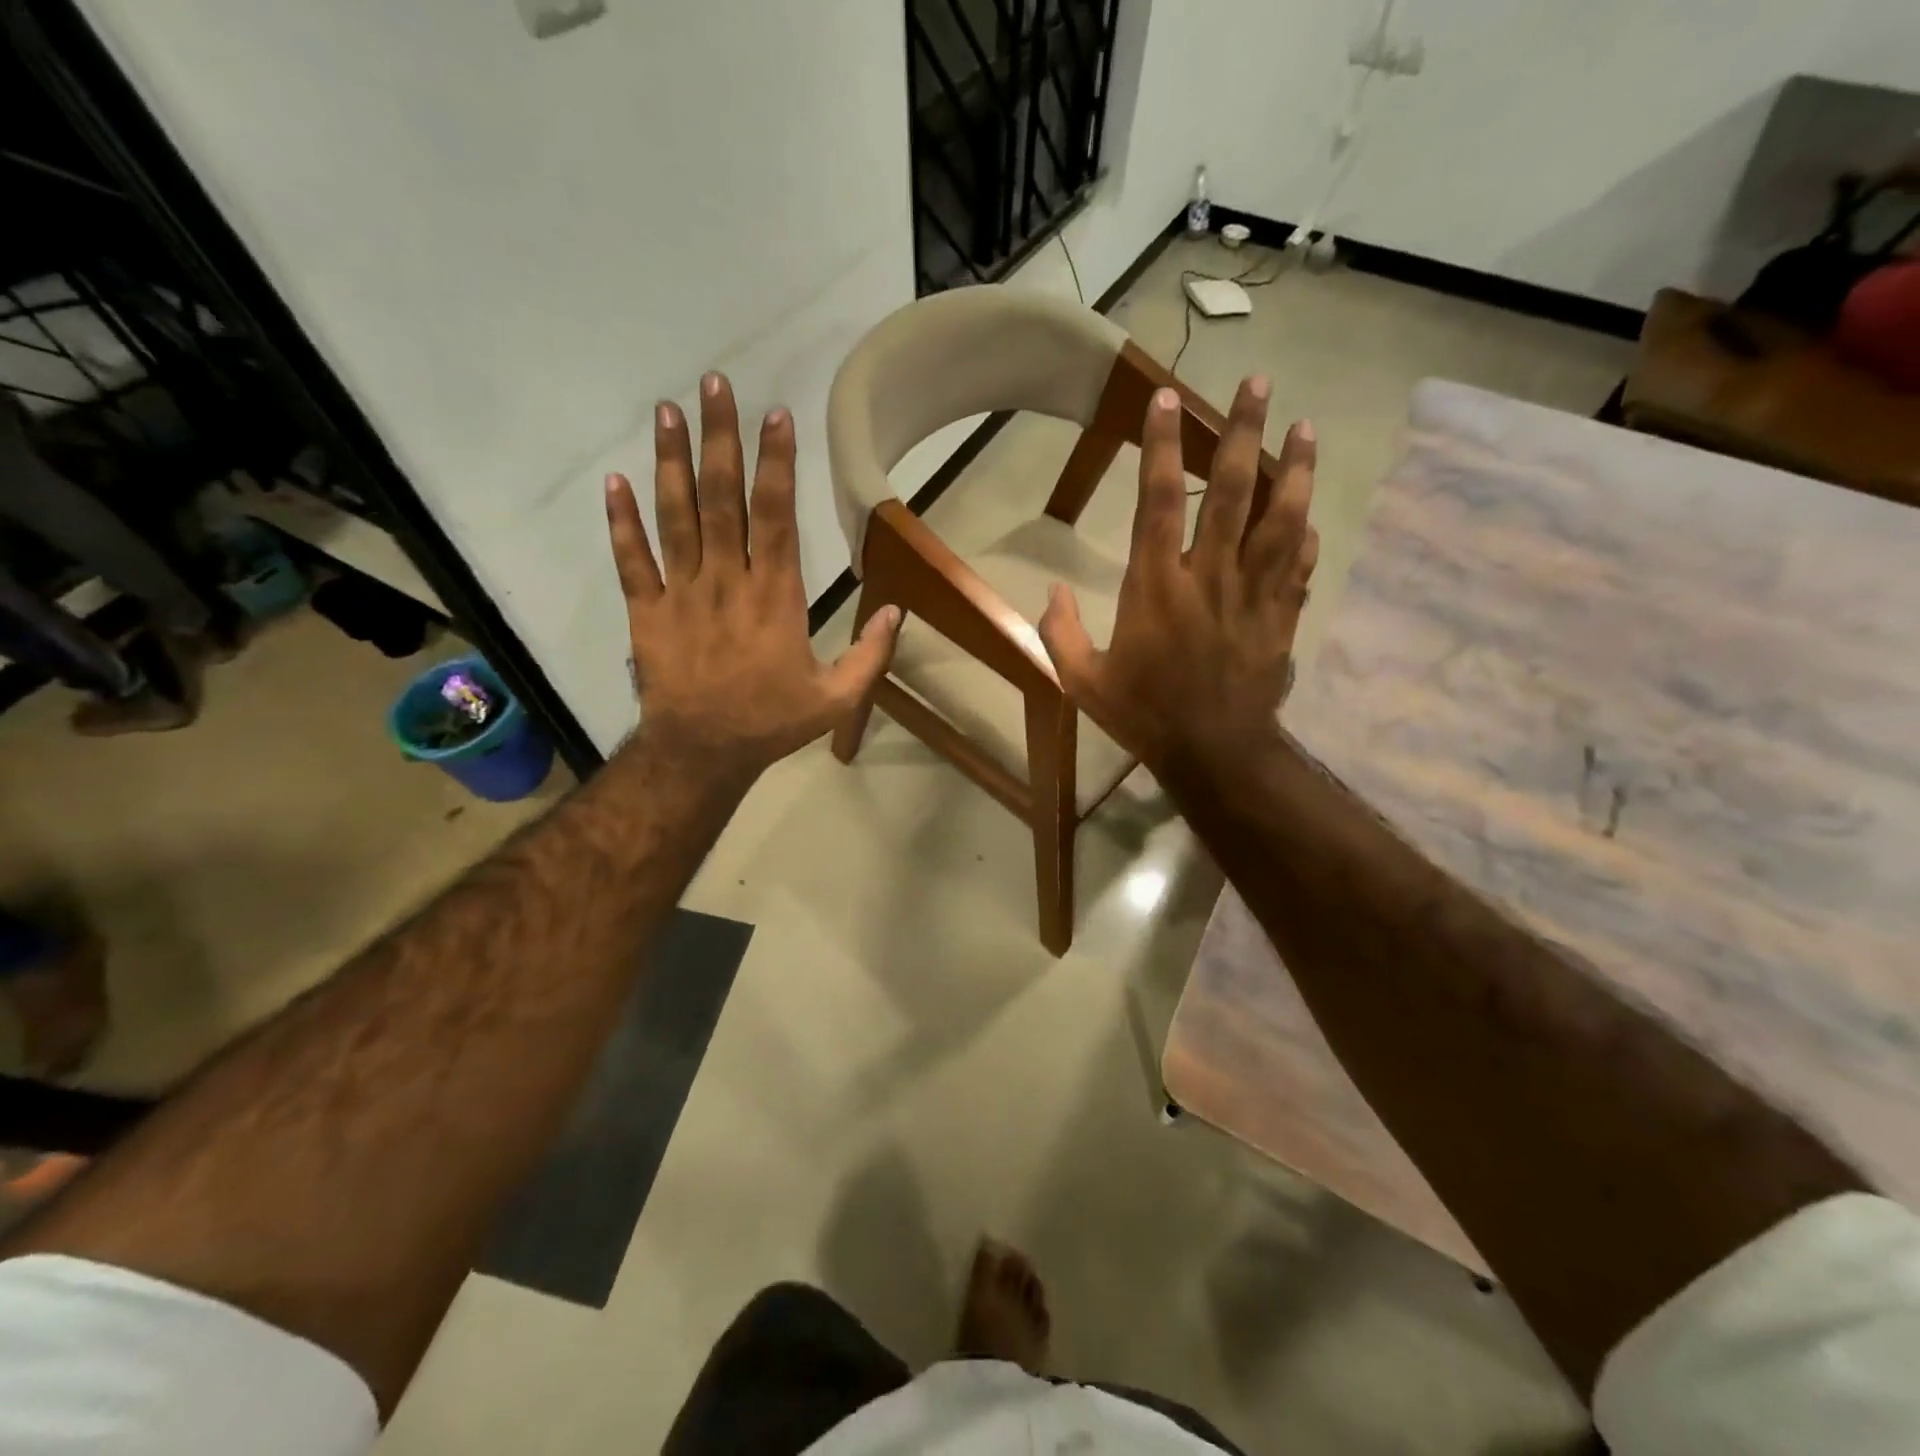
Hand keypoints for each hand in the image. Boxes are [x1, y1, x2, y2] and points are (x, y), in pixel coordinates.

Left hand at [606, 372, 900, 786]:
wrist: (702, 752)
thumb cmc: (772, 722)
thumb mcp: (836, 698)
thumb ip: (870, 654)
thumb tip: (897, 611)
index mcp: (774, 596)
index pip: (775, 516)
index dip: (776, 464)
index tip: (774, 415)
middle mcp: (726, 581)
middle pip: (721, 499)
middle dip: (719, 439)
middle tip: (713, 385)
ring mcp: (681, 593)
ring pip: (675, 517)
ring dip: (670, 462)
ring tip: (667, 411)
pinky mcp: (647, 611)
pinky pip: (631, 560)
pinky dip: (621, 522)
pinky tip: (614, 482)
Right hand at [1038, 377, 1316, 777]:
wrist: (1214, 753)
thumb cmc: (1145, 715)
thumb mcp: (1083, 682)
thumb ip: (1060, 634)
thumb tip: (1051, 592)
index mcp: (1156, 587)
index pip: (1158, 501)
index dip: (1162, 446)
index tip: (1168, 399)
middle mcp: (1209, 576)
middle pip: (1231, 491)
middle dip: (1244, 432)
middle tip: (1258, 382)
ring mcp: (1253, 594)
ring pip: (1281, 517)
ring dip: (1295, 468)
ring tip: (1306, 425)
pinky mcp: (1281, 616)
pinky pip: (1299, 565)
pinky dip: (1304, 534)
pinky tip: (1309, 513)